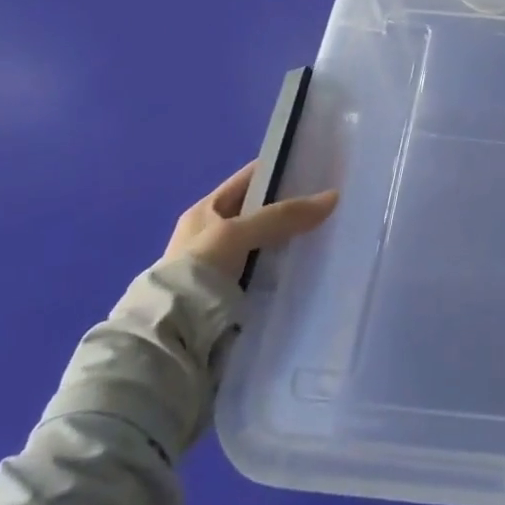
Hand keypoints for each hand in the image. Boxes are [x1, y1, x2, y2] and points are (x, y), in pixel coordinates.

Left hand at [164, 161, 337, 280]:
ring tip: (330, 234)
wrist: (172, 336)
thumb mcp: (238, 233)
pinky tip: (311, 268)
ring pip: (268, 244)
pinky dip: (286, 270)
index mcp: (205, 211)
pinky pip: (268, 273)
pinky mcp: (234, 296)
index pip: (249, 179)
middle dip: (292, 209)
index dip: (280, 170)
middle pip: (261, 213)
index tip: (316, 168)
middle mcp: (213, 236)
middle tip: (331, 204)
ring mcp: (224, 267)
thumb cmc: (197, 271)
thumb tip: (332, 197)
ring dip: (292, 242)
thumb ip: (282, 216)